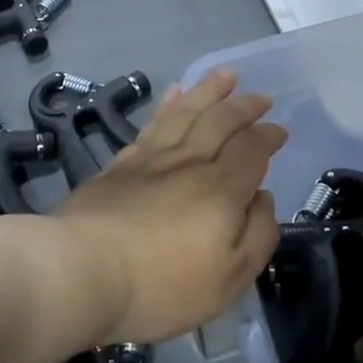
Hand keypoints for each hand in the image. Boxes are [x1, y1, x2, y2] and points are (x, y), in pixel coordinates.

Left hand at [57, 68, 284, 344]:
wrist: (83, 271)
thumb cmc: (162, 286)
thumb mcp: (228, 280)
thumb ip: (256, 236)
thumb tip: (262, 198)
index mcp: (221, 189)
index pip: (251, 150)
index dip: (267, 137)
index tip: (279, 129)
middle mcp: (188, 163)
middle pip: (220, 121)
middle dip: (243, 106)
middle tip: (259, 96)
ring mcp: (150, 160)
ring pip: (185, 113)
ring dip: (207, 91)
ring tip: (223, 75)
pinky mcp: (118, 166)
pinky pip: (150, 125)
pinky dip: (166, 106)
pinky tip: (172, 95)